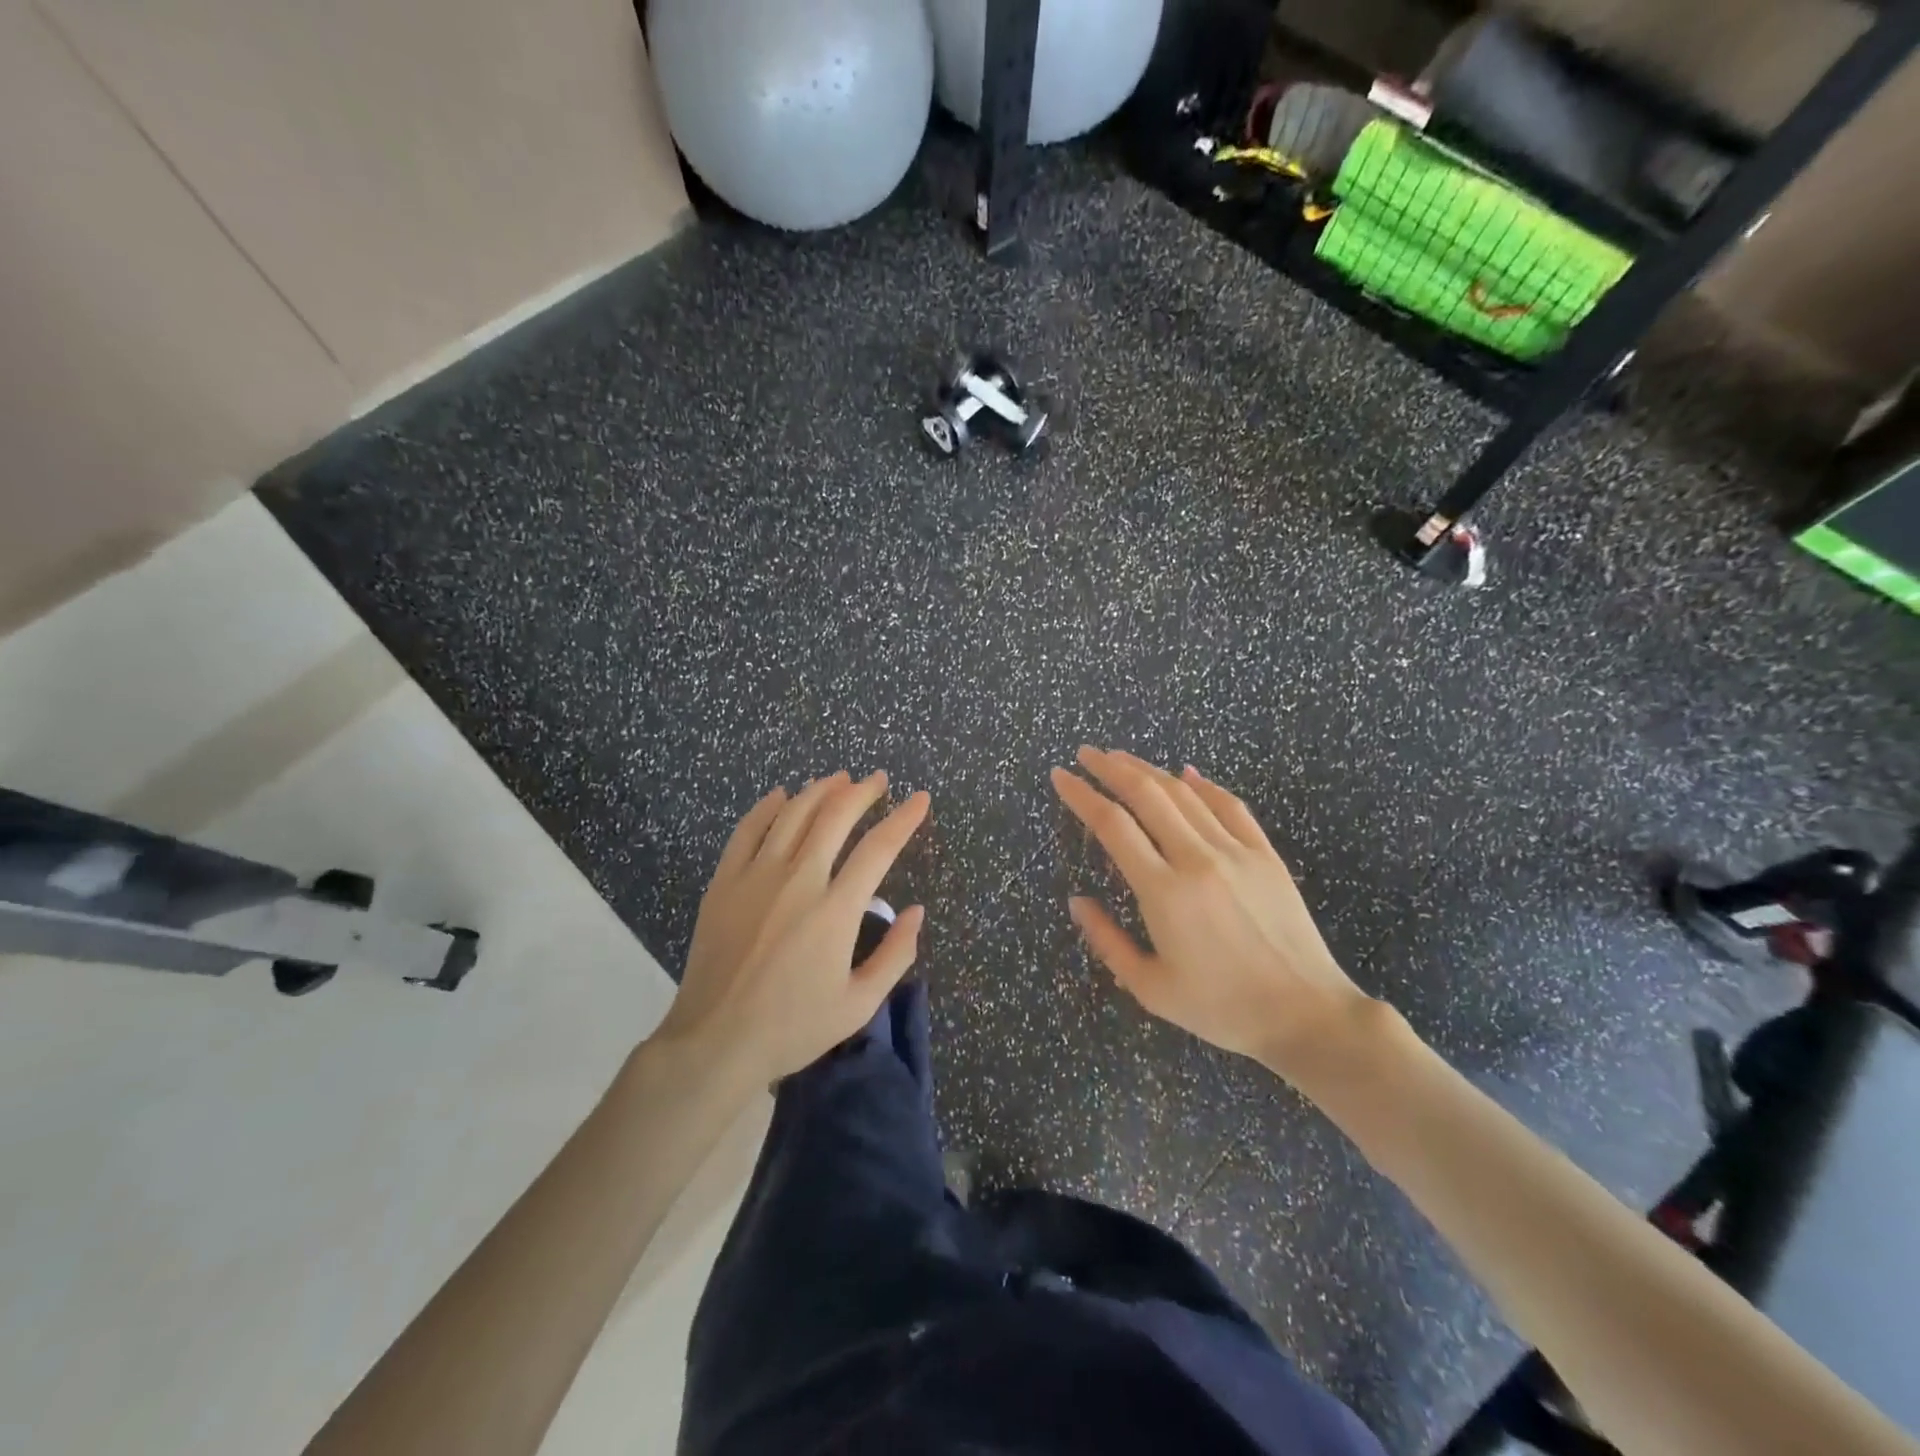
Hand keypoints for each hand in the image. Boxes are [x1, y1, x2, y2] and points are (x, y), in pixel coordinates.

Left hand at [655, 771, 929, 1084]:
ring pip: (792, 814)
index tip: (920, 799)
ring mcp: (756, 877)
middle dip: (862, 792)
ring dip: (820, 790)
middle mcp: (798, 881)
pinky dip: (767, 807)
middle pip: (835, 817)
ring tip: (838, 779)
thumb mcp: (859, 1004)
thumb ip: (895, 955)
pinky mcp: (724, 882)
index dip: (904, 819)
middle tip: (877, 780)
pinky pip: (748, 830)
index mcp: (835, 910)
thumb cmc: (792, 1027)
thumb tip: (916, 911)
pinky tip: (781, 795)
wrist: (715, 1041)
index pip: (879, 849)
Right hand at [1050, 747, 1374, 1080]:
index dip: (1082, 795)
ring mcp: (1236, 852)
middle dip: (1110, 768)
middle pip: (1147, 795)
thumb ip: (1107, 941)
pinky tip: (1187, 773)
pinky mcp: (1265, 855)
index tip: (1060, 777)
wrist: (1306, 1015)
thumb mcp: (1150, 988)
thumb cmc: (1221, 1008)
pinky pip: (1230, 806)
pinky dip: (1204, 784)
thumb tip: (1077, 901)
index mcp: (1164, 892)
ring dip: (1148, 770)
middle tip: (1085, 754)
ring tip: (1121, 758)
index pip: (1113, 825)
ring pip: (1185, 794)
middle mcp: (1197, 859)